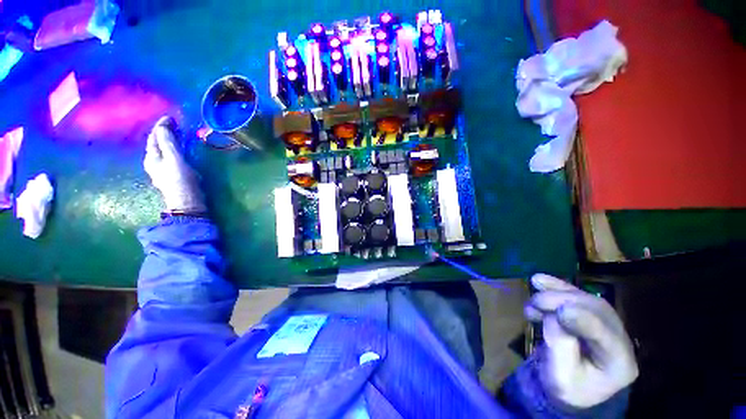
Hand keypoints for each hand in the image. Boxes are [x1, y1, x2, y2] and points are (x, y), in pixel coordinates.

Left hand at [144, 116, 205, 212]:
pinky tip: (180, 150)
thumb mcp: (174, 159)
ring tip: (178, 135)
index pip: (154, 136)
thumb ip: (168, 142)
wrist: (187, 201)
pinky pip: (169, 157)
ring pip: (162, 150)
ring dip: (169, 141)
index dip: (161, 126)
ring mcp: (162, 170)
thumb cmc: (180, 180)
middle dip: (163, 132)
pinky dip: (174, 149)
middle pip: (156, 143)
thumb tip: (164, 125)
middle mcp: (153, 162)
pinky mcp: (171, 175)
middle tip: (175, 124)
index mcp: (151, 157)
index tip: (171, 117)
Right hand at [524, 274, 637, 407]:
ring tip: (533, 299)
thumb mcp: (560, 377)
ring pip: (586, 298)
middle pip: (596, 310)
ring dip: (556, 293)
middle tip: (535, 301)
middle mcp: (620, 338)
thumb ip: (560, 346)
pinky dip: (556, 287)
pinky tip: (538, 281)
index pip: (606, 336)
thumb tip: (554, 315)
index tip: (559, 312)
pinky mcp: (592, 314)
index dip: (584, 321)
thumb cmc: (565, 386)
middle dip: (563, 301)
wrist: (568, 386)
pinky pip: (577, 295)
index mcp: (619, 364)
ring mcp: (608, 323)